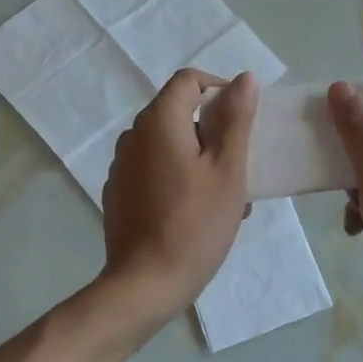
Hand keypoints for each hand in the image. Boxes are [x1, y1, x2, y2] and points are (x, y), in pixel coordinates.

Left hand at [98, 69, 258, 334]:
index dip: (219, 89)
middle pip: (178, 112)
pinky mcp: (118, 191)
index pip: (188, 80)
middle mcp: (133, 135)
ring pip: (168, 143)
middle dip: (213, 130)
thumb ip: (236, 119)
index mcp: (158, 121)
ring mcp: (121, 165)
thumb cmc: (195, 224)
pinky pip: (153, 168)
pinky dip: (178, 175)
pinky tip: (197, 211)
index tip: (242, 119)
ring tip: (227, 196)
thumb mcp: (228, 170)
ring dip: (199, 157)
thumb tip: (244, 78)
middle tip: (240, 165)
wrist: (145, 283)